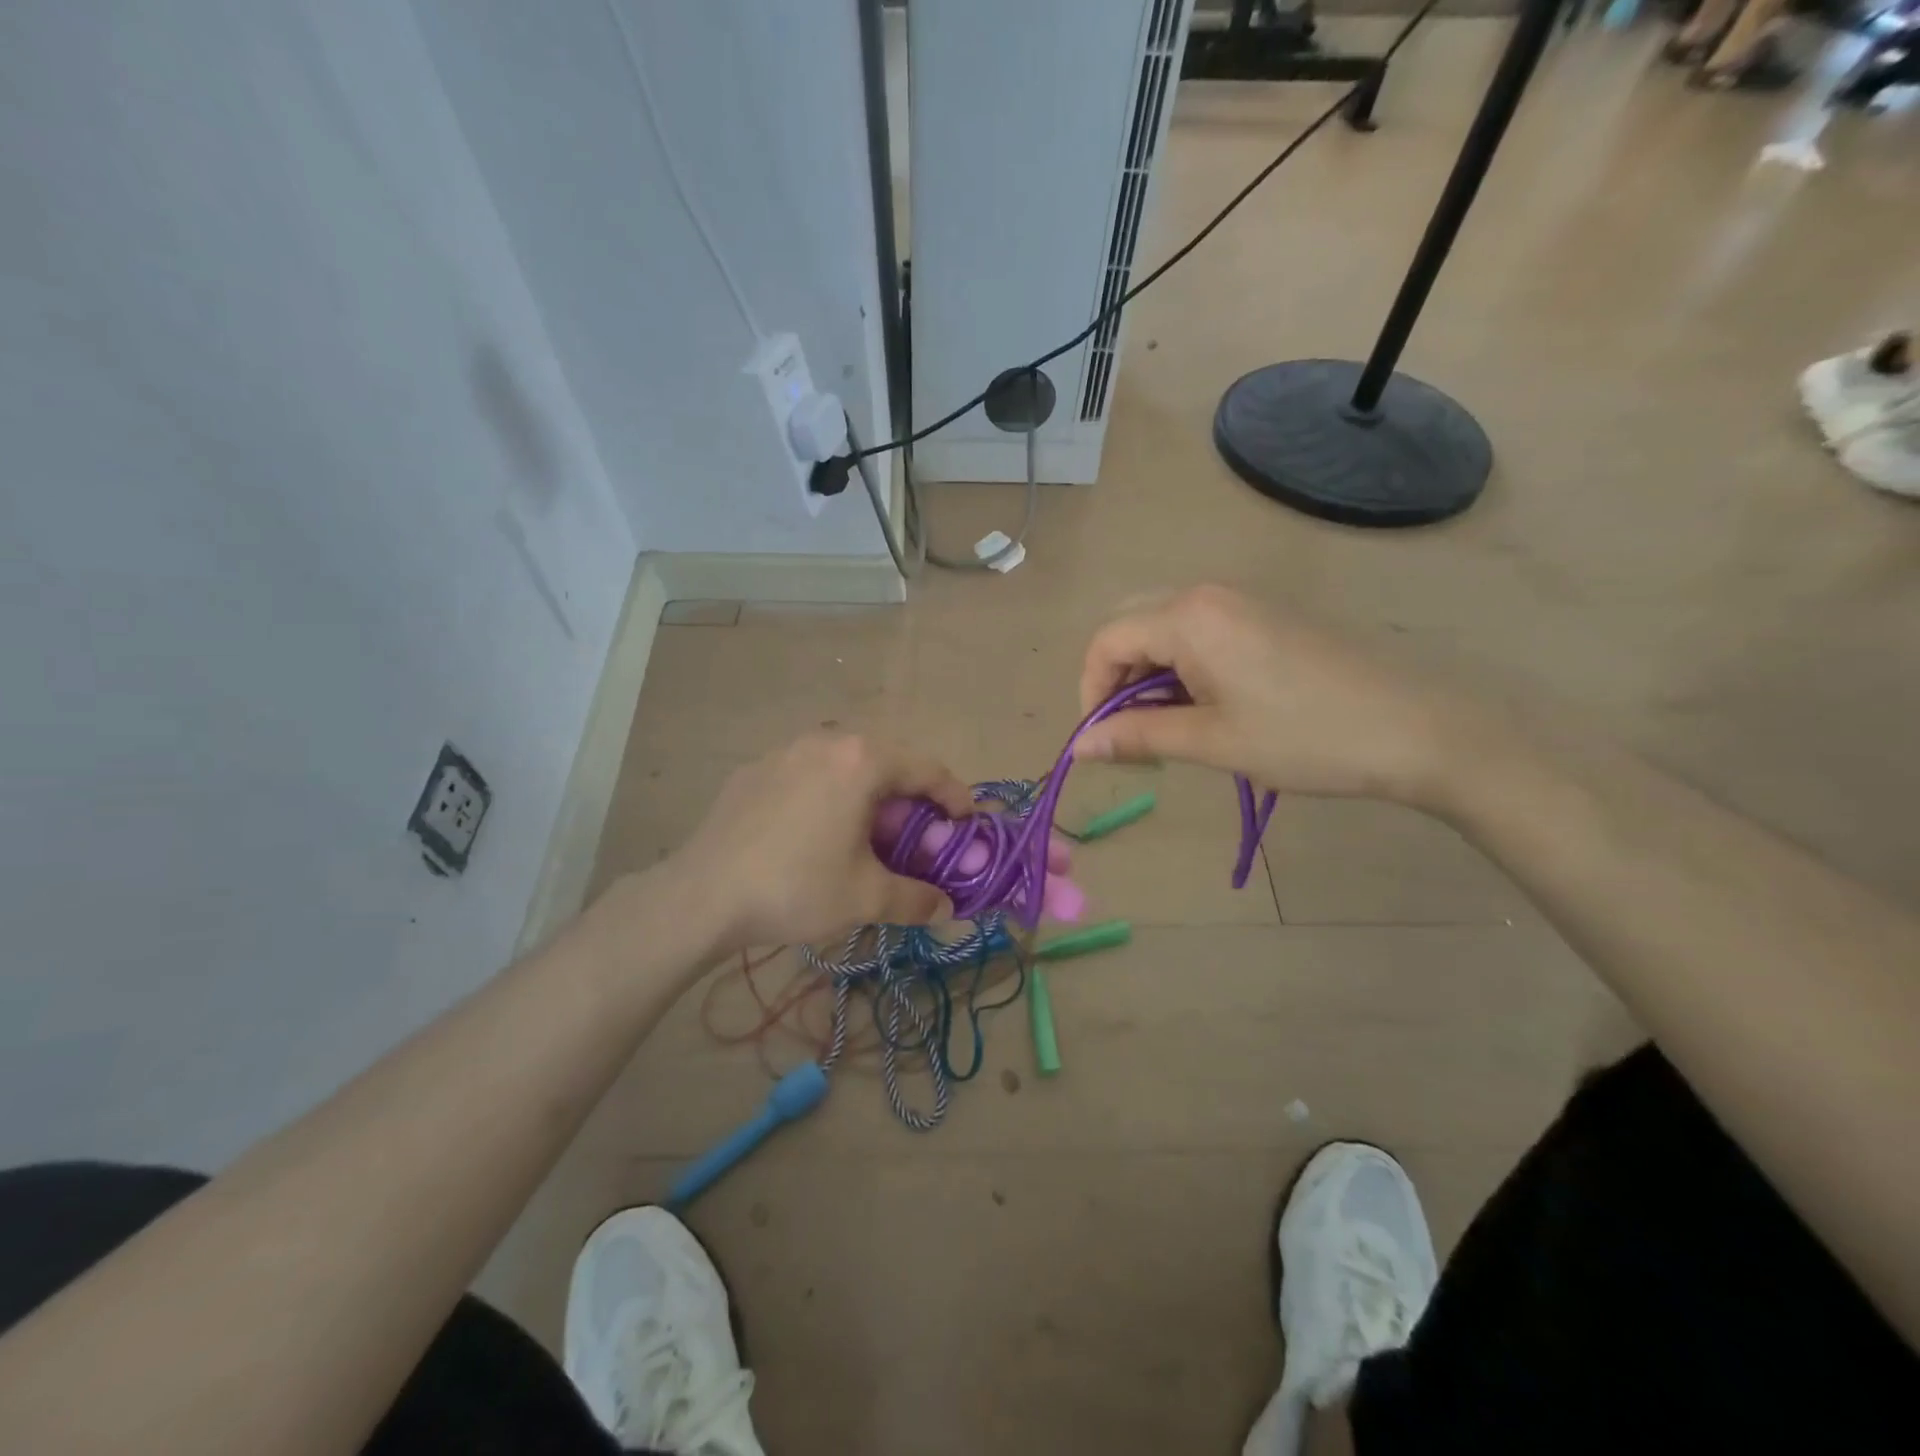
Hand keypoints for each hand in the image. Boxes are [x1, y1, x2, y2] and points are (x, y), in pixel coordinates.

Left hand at [665, 734, 973, 953]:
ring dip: (868, 796)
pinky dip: (828, 796)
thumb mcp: (866, 898)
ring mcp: (784, 751)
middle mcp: (826, 741)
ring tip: (868, 834)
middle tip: (918, 837)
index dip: (955, 797)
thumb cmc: (797, 887)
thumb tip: (945, 908)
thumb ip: (916, 899)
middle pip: (886, 763)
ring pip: (844, 766)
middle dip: (910, 800)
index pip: (927, 770)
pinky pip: (808, 775)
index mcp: (862, 761)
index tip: (968, 822)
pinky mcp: (754, 770)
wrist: (702, 895)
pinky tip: (817, 832)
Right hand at [1075, 585, 1464, 804]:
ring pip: (1166, 629)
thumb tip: (1080, 747)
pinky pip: (1201, 632)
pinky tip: (1208, 707)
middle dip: (1117, 680)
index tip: (1103, 740)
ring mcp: (1243, 602)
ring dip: (1151, 676)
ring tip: (1172, 728)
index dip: (1091, 691)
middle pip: (1131, 626)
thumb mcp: (1212, 742)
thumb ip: (1138, 736)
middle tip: (1133, 732)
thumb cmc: (1306, 737)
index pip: (1106, 641)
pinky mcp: (1268, 617)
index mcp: (1189, 617)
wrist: (1419, 728)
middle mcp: (1209, 595)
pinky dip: (1184, 668)